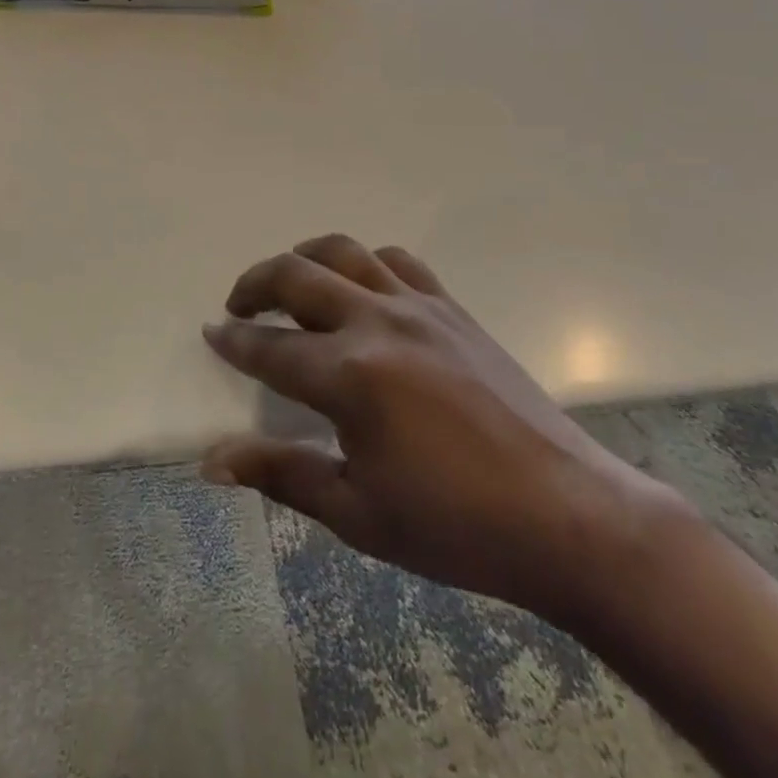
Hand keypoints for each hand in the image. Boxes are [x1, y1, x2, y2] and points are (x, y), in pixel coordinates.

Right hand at [201, 235, 686, 631]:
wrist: (566, 514)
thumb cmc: (454, 526)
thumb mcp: (358, 513)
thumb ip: (282, 474)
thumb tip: (212, 461)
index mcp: (349, 376)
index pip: (270, 348)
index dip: (234, 341)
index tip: (211, 333)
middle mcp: (377, 323)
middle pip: (296, 276)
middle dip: (255, 284)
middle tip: (237, 304)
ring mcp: (419, 307)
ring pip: (345, 252)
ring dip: (306, 258)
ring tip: (292, 283)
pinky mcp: (452, 308)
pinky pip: (398, 262)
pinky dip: (367, 263)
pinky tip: (364, 289)